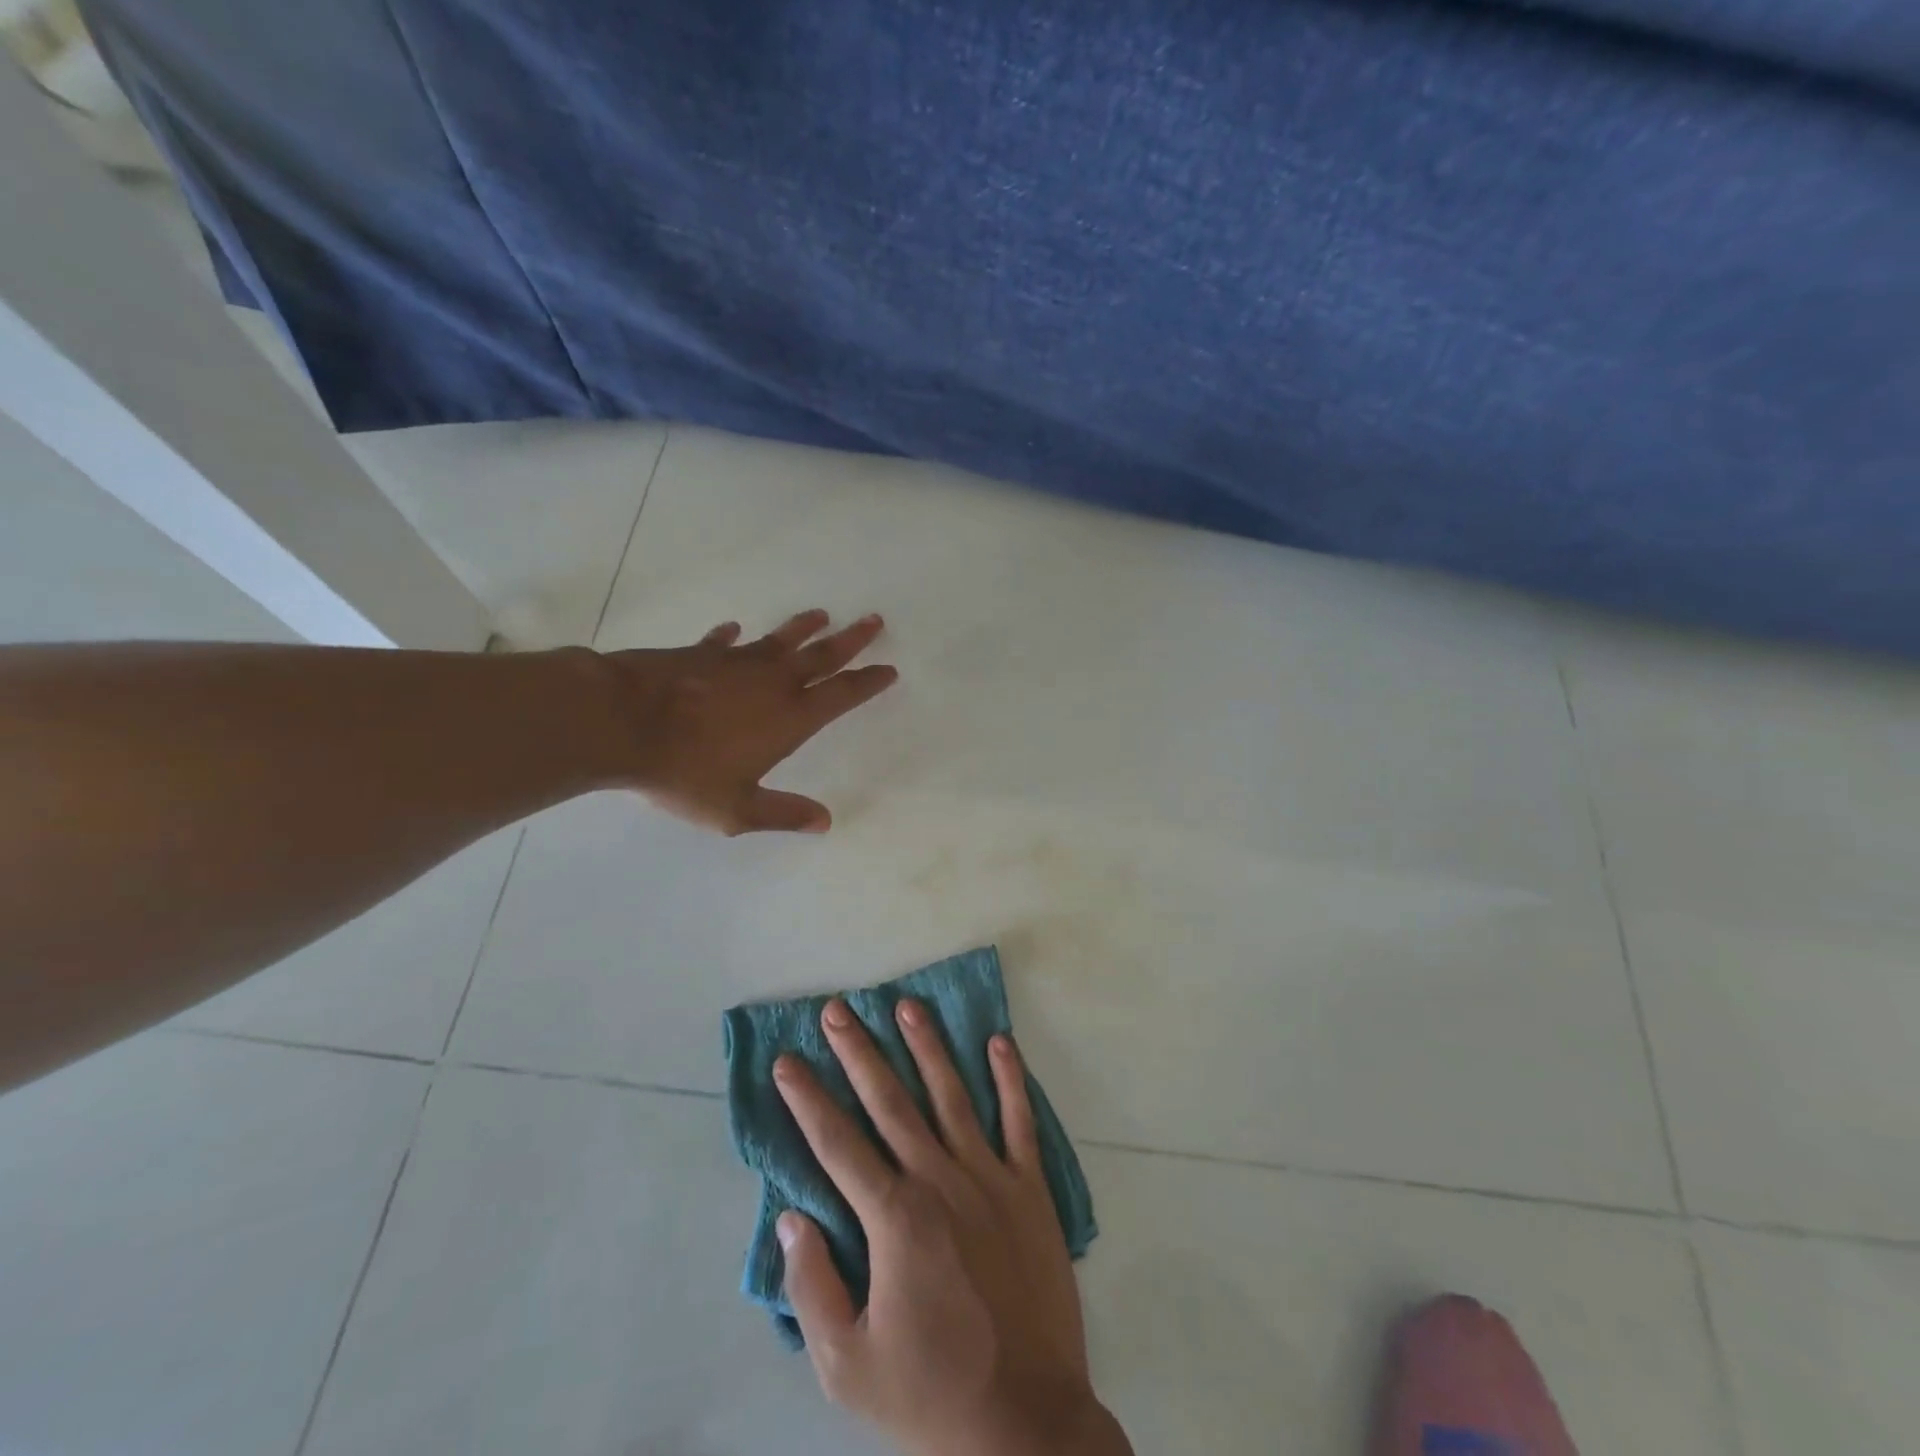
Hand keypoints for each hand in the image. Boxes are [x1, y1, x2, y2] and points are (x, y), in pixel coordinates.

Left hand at [601, 609, 896, 834]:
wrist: (621, 723)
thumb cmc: (685, 771)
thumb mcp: (736, 808)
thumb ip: (782, 813)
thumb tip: (825, 821)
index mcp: (790, 717)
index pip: (841, 695)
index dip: (868, 682)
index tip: (888, 668)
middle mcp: (771, 682)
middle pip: (822, 655)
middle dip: (851, 640)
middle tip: (874, 620)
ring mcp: (734, 663)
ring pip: (780, 640)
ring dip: (803, 628)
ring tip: (822, 615)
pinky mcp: (698, 654)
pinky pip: (722, 642)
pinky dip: (730, 637)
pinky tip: (732, 630)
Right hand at [772, 999, 1131, 1455]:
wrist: (1026, 1423)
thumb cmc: (930, 1394)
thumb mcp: (847, 1364)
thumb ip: (812, 1286)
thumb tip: (791, 1217)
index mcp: (893, 1218)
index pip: (837, 1143)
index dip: (808, 1099)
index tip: (788, 1061)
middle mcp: (939, 1180)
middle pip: (890, 1101)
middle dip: (858, 1052)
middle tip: (838, 1009)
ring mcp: (989, 1178)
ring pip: (951, 1095)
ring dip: (927, 1046)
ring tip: (907, 1005)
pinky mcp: (1031, 1188)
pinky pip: (1020, 1121)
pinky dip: (1011, 1079)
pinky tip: (1000, 1042)